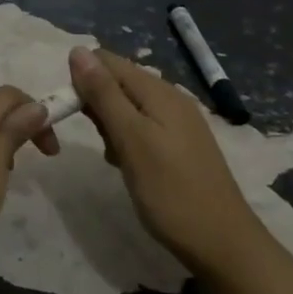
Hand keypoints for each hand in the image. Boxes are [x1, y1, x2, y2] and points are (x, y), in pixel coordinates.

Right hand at [68, 46, 269, 280]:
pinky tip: (127, 166)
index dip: (82, 80)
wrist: (221, 243)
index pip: (108, 62)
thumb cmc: (170, 191)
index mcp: (159, 91)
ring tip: (114, 159)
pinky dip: (126, 141)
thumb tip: (78, 50)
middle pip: (118, 83)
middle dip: (96, 106)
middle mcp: (171, 98)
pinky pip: (142, 128)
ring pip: (128, 107)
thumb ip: (104, 94)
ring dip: (110, 126)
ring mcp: (178, 123)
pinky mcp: (180, 145)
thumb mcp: (131, 139)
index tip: (71, 113)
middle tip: (101, 143)